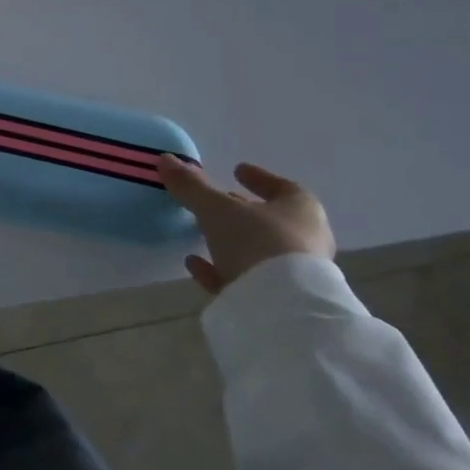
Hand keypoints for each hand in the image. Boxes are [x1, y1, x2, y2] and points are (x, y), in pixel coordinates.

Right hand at [156, 158, 334, 293]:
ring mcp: (293, 274)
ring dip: (230, 242)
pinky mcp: (277, 301)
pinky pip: (245, 279)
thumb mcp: (217, 209)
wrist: (282, 309)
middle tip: (216, 203)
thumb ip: (191, 186)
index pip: (282, 187)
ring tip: (199, 234)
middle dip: (242, 211)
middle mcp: (304, 239)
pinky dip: (220, 269)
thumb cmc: (258, 242)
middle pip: (270, 220)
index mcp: (301, 210)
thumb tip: (166, 159)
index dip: (258, 177)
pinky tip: (195, 265)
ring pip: (258, 251)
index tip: (236, 169)